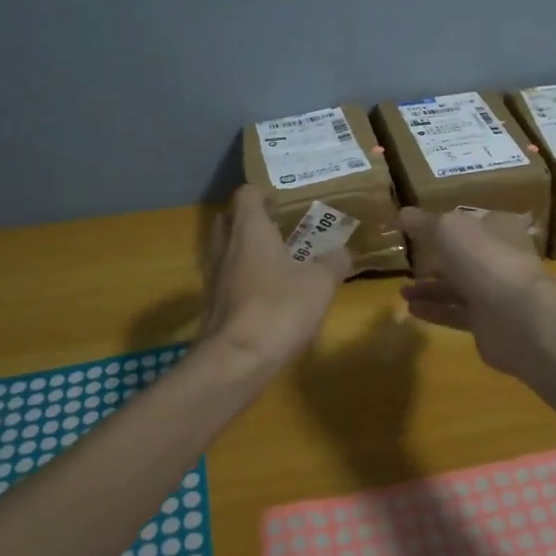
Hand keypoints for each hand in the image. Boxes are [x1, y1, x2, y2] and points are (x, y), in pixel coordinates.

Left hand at [198, 186, 351, 369]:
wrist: (235, 362)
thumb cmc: (279, 308)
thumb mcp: (321, 283)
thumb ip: (334, 262)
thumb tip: (342, 251)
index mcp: (249, 230)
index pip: (246, 194)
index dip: (263, 193)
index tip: (282, 202)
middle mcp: (225, 247)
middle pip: (227, 219)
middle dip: (249, 219)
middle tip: (278, 227)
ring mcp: (214, 278)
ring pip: (225, 250)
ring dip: (245, 250)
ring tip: (276, 261)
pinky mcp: (212, 306)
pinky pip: (226, 279)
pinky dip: (243, 278)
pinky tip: (267, 294)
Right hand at [398, 208, 555, 376]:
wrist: (517, 316)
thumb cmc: (484, 258)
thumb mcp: (448, 229)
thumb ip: (425, 223)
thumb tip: (403, 213)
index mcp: (500, 229)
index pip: (473, 222)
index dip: (449, 225)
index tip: (422, 231)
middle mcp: (501, 258)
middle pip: (465, 257)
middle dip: (437, 261)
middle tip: (410, 265)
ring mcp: (497, 292)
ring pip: (459, 287)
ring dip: (431, 289)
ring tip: (403, 291)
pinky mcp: (489, 323)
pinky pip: (457, 313)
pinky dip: (435, 310)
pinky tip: (411, 310)